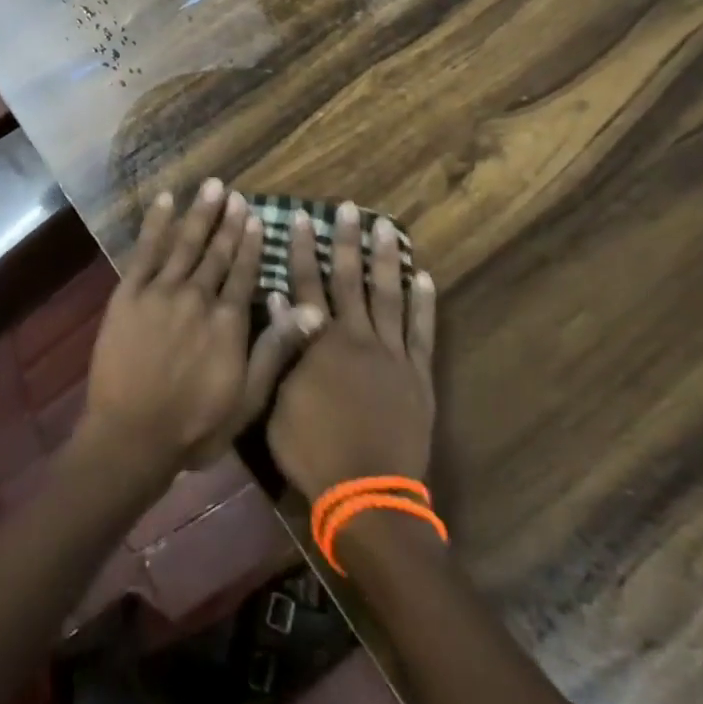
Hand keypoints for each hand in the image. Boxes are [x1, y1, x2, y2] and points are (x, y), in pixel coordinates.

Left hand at [78, 180, 324, 481]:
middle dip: (227, 221)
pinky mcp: (129, 293)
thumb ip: (277, 350)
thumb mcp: (247, 399)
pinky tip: (165, 201)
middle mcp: (198, 296)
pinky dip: (156, 223)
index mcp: (228, 320)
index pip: (244, 272)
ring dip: (199, 213)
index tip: (256, 216)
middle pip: (217, 252)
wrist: (130, 436)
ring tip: (211, 186)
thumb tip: (312, 311)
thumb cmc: (194, 426)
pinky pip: (145, 250)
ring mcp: (161, 291)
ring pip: (185, 243)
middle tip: (234, 192)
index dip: (251, 243)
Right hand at [267, 201, 437, 500]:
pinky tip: (425, 277)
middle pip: (350, 280)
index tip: (302, 217)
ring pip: (389, 295)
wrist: (367, 495)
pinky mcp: (418, 375)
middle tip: (349, 208)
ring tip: (387, 227)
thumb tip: (278, 299)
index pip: (307, 284)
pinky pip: (422, 332)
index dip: (302, 249)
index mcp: (320, 342)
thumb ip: (281, 348)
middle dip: (346, 241)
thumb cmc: (313, 450)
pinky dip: (424, 303)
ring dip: (386, 259)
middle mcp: (357, 337)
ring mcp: (392, 355)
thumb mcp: (278, 401)